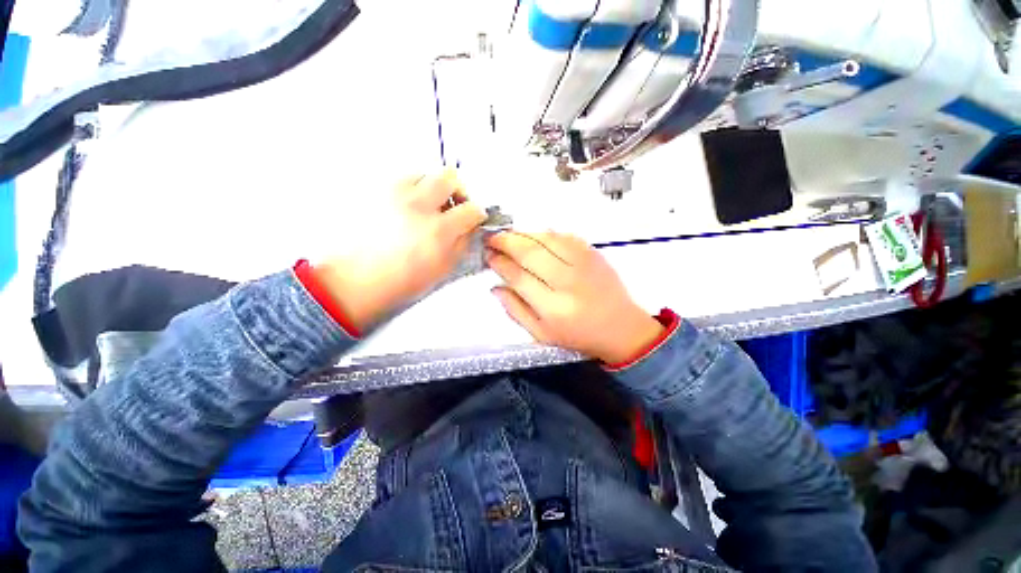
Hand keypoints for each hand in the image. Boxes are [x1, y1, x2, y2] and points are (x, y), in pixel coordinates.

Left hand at [311, 171, 484, 331]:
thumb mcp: (443, 269)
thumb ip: (462, 244)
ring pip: (424, 173)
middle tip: (455, 205)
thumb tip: (469, 227)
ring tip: (428, 206)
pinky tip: (407, 208)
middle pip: (449, 177)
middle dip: (459, 190)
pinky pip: (400, 179)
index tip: (475, 218)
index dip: (478, 214)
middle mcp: (418, 205)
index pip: (471, 209)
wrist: (355, 280)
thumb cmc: (402, 281)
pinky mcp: (374, 192)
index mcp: (438, 230)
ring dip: (433, 187)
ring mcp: (393, 194)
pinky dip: (411, 189)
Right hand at [485, 231, 663, 363]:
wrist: (620, 327)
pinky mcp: (593, 254)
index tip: (488, 256)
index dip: (499, 263)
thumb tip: (496, 287)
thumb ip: (516, 310)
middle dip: (505, 241)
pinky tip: (533, 236)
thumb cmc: (578, 335)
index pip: (518, 277)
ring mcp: (583, 264)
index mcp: (553, 308)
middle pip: (530, 252)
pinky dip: (544, 233)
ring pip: (545, 239)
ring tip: (508, 235)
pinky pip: (563, 235)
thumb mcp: (541, 334)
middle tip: (492, 238)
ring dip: (522, 233)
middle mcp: (568, 282)